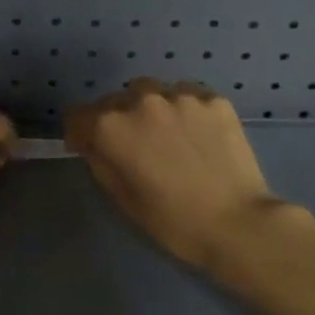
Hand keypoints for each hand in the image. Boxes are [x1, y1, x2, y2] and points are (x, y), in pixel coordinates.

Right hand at [65, 79, 291, 271]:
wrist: (237, 223)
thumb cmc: (172, 221)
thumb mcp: (122, 198)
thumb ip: (100, 162)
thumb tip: (94, 143)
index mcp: (111, 127)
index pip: (78, 115)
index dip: (80, 134)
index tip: (90, 149)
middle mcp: (141, 100)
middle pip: (114, 101)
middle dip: (116, 120)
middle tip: (134, 147)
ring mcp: (181, 96)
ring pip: (151, 92)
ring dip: (149, 109)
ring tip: (166, 135)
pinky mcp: (213, 99)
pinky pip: (186, 95)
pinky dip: (183, 110)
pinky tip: (196, 135)